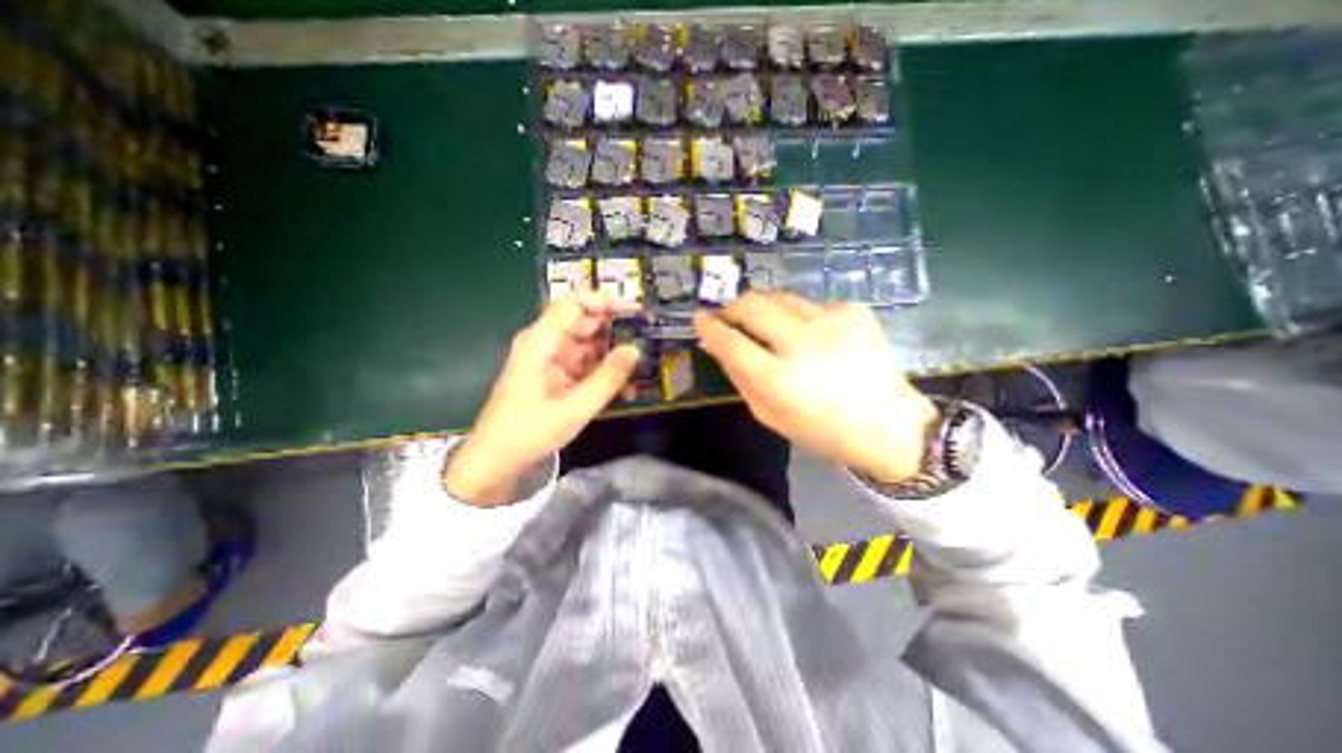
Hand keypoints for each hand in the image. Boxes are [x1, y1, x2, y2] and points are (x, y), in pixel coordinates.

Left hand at [446, 293, 638, 505]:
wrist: (497, 459)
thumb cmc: (530, 431)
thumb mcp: (575, 407)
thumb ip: (607, 377)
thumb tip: (635, 349)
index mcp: (541, 341)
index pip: (574, 304)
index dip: (604, 301)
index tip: (635, 310)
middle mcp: (545, 343)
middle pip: (584, 322)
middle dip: (615, 328)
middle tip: (647, 338)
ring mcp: (550, 359)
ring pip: (588, 343)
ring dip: (613, 352)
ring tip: (642, 362)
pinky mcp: (555, 374)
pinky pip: (584, 363)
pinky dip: (603, 370)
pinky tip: (625, 384)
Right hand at [698, 290, 936, 479]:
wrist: (891, 426)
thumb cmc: (823, 431)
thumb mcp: (770, 416)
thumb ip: (741, 379)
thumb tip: (719, 347)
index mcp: (778, 379)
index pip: (730, 342)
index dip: (710, 327)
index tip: (700, 319)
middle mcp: (802, 343)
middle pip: (752, 305)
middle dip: (732, 307)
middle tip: (728, 316)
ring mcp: (831, 321)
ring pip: (779, 297)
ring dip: (764, 309)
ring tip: (767, 326)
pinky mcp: (853, 310)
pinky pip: (810, 305)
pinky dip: (800, 317)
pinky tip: (812, 336)